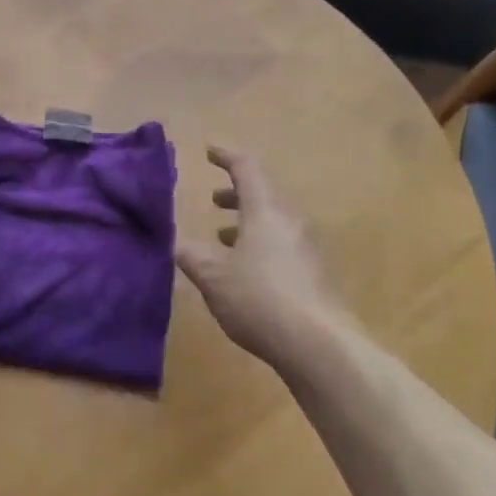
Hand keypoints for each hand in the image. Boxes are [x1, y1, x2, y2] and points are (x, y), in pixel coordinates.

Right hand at [177, 147, 354, 369]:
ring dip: (248, 223)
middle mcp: (290, 221)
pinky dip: (261, 245)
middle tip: (213, 202)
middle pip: (263, 195)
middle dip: (235, 195)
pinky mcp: (316, 274)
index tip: (209, 151)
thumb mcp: (212, 277)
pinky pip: (284, 245)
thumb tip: (176, 243)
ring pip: (274, 222)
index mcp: (265, 211)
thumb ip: (192, 256)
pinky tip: (248, 272)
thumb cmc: (259, 298)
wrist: (319, 344)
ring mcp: (308, 247)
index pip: (246, 169)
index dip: (226, 156)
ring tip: (224, 239)